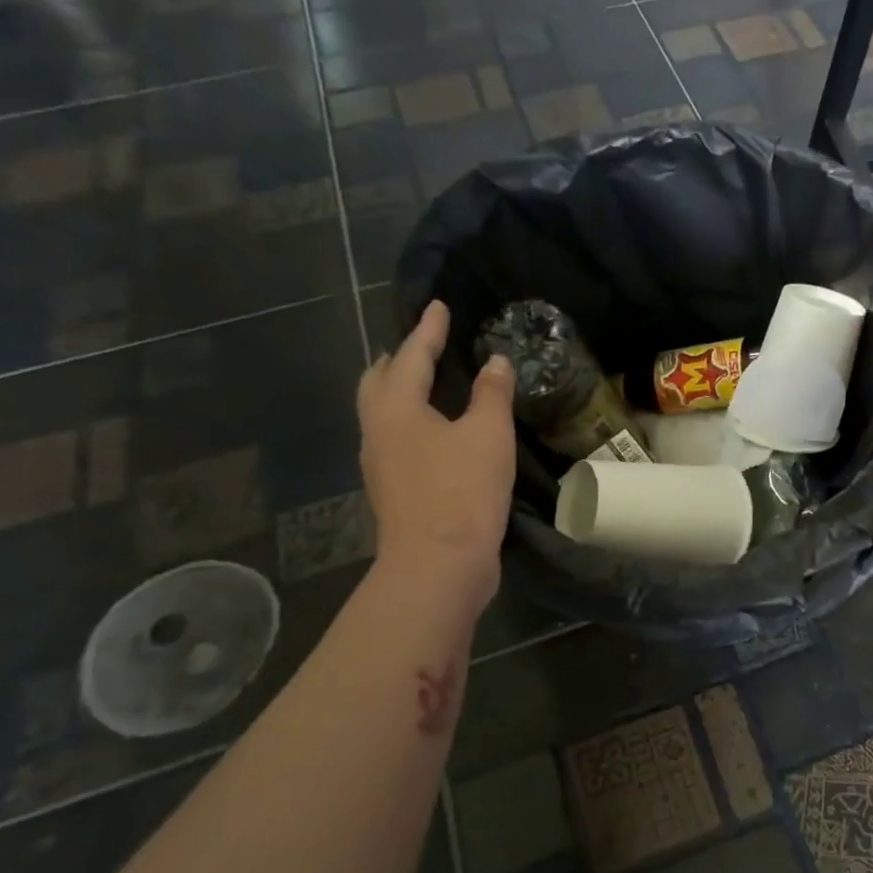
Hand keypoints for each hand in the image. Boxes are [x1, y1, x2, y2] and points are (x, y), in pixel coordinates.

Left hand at [358, 300, 515, 607]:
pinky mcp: (395, 490)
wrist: (438, 565)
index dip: (428, 330)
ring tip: (427, 382)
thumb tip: (495, 362)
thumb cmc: (461, 490)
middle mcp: (378, 431)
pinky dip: (413, 422)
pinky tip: (436, 431)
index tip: (438, 306)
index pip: (410, 356)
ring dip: (401, 391)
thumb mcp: (488, 434)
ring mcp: (381, 464)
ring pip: (383, 413)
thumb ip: (491, 394)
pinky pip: (398, 440)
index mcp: (395, 408)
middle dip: (398, 359)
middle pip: (378, 383)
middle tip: (422, 344)